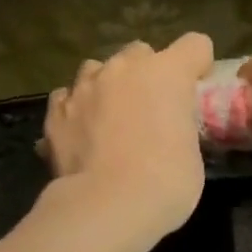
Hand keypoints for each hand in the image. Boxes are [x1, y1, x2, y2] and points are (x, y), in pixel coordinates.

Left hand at [42, 32, 214, 251]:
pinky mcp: (54, 112)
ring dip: (107, 87)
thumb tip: (167, 131)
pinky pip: (67, 98)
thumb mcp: (191, 153)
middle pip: (140, 52)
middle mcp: (123, 69)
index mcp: (166, 73)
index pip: (195, 45)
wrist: (107, 206)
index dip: (197, 66)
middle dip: (147, 74)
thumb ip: (179, 127)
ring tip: (109, 119)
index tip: (195, 91)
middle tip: (150, 110)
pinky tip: (81, 134)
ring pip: (97, 70)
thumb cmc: (166, 183)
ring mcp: (83, 87)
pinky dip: (75, 110)